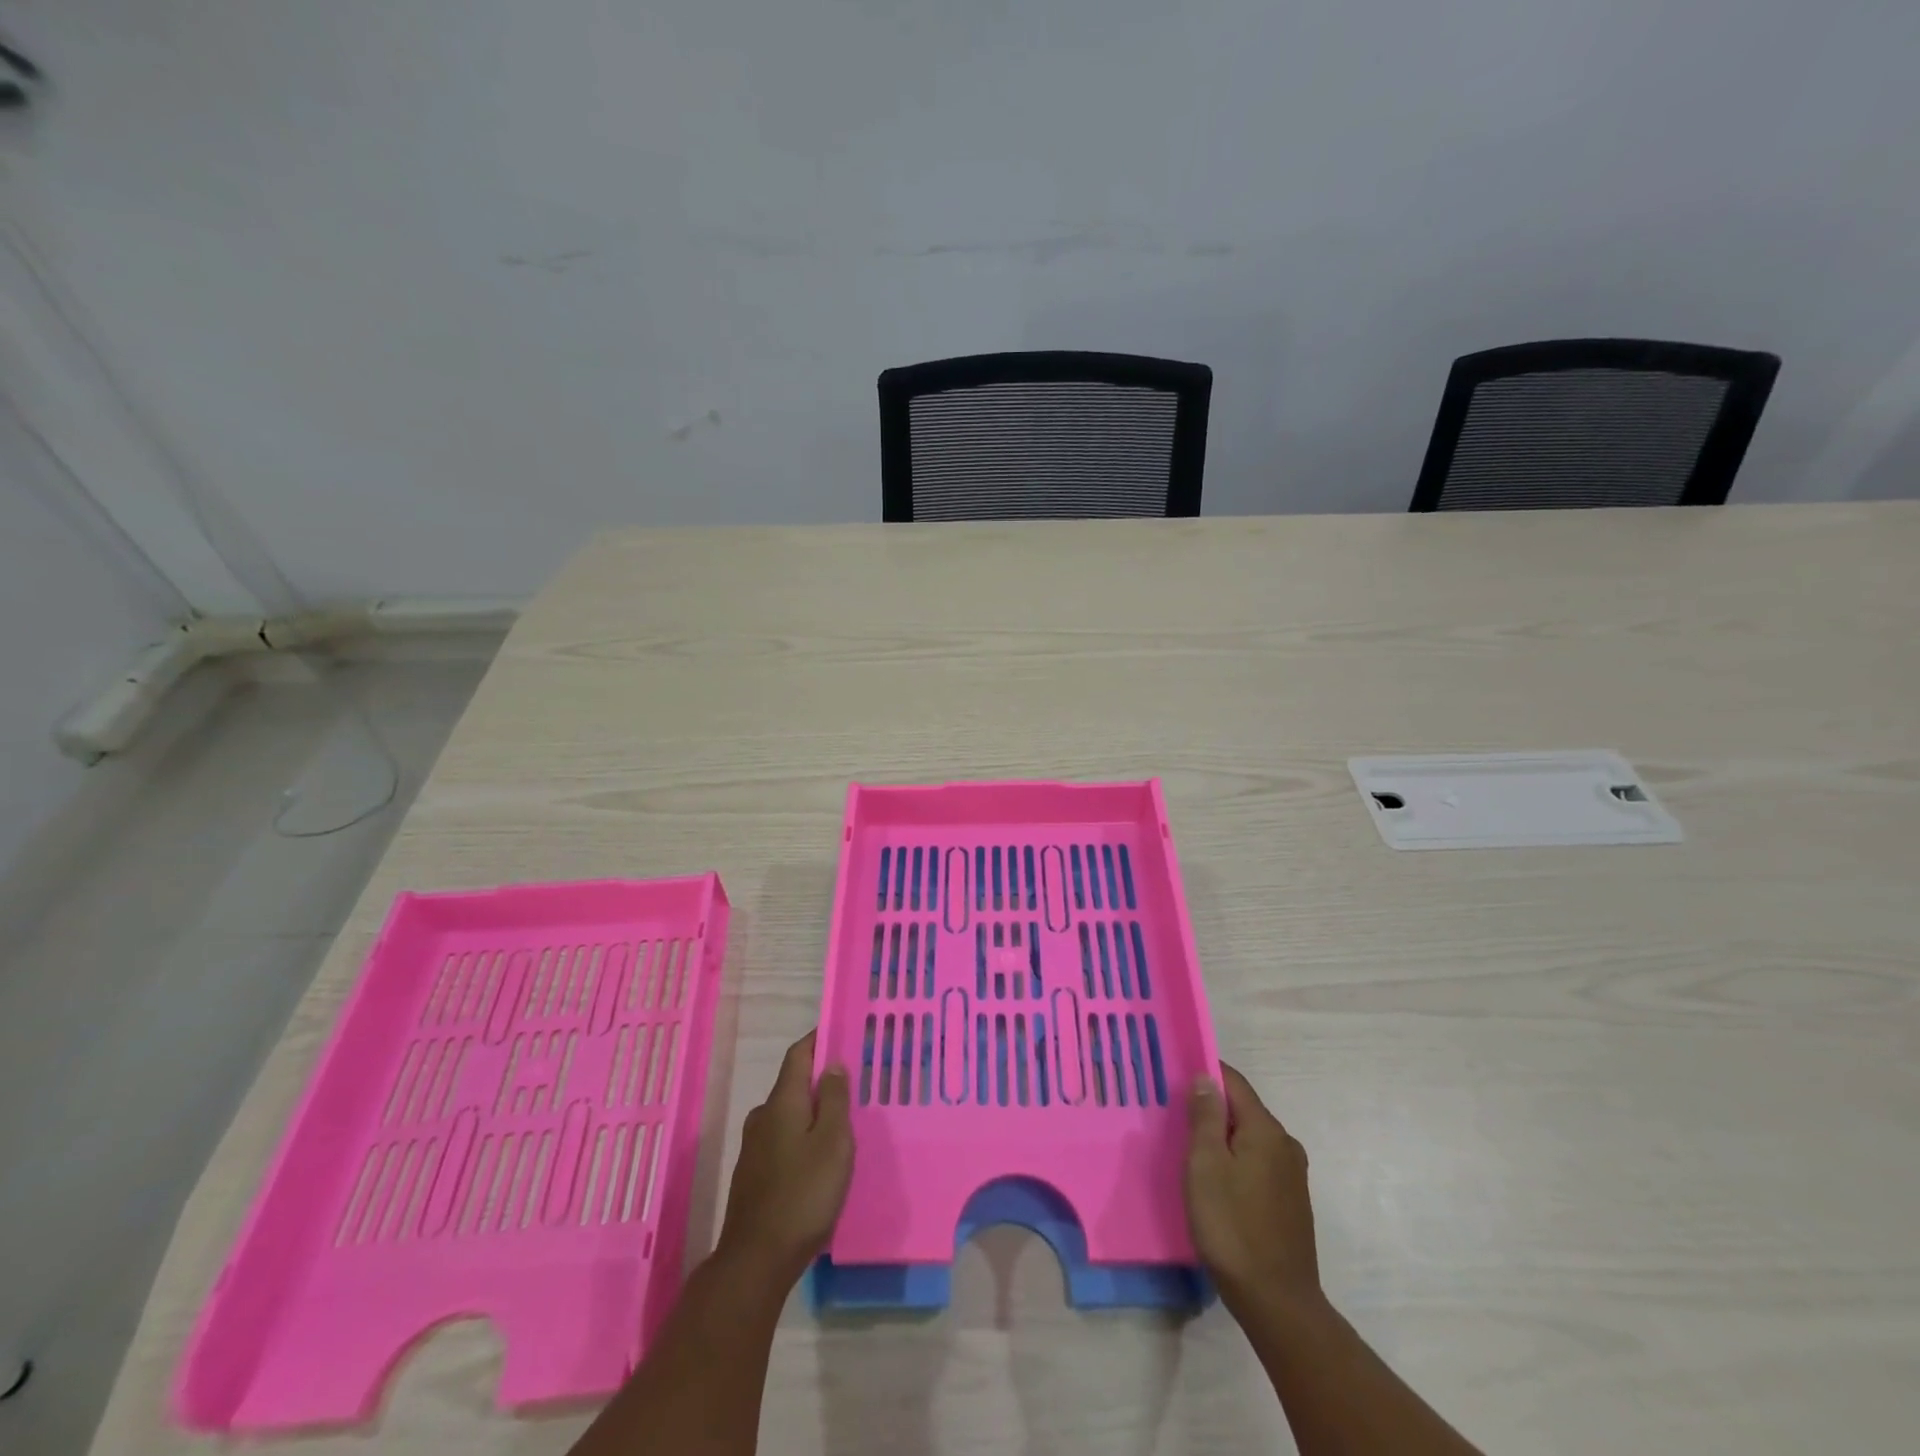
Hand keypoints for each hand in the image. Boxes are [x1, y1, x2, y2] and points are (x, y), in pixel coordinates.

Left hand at [714, 1031, 852, 1286]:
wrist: (755, 1261)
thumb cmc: (803, 1194)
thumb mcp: (833, 1142)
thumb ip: (833, 1099)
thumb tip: (831, 1064)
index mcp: (782, 1102)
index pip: (798, 1054)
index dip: (819, 1039)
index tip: (842, 1032)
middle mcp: (763, 1117)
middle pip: (793, 1084)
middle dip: (820, 1079)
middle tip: (853, 1082)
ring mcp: (754, 1147)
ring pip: (788, 1114)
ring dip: (812, 1110)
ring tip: (842, 1121)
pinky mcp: (754, 1175)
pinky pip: (783, 1139)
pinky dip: (803, 1135)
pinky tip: (820, 1157)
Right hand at [1184, 1063, 1321, 1315]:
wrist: (1277, 1303)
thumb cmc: (1232, 1226)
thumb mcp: (1205, 1165)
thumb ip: (1205, 1117)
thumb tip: (1205, 1078)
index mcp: (1266, 1130)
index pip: (1233, 1082)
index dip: (1205, 1073)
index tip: (1175, 1076)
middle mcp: (1285, 1145)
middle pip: (1243, 1110)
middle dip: (1211, 1108)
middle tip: (1174, 1116)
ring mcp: (1292, 1176)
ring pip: (1250, 1139)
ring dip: (1222, 1138)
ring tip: (1190, 1150)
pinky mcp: (1290, 1202)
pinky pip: (1257, 1164)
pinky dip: (1235, 1161)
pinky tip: (1216, 1182)